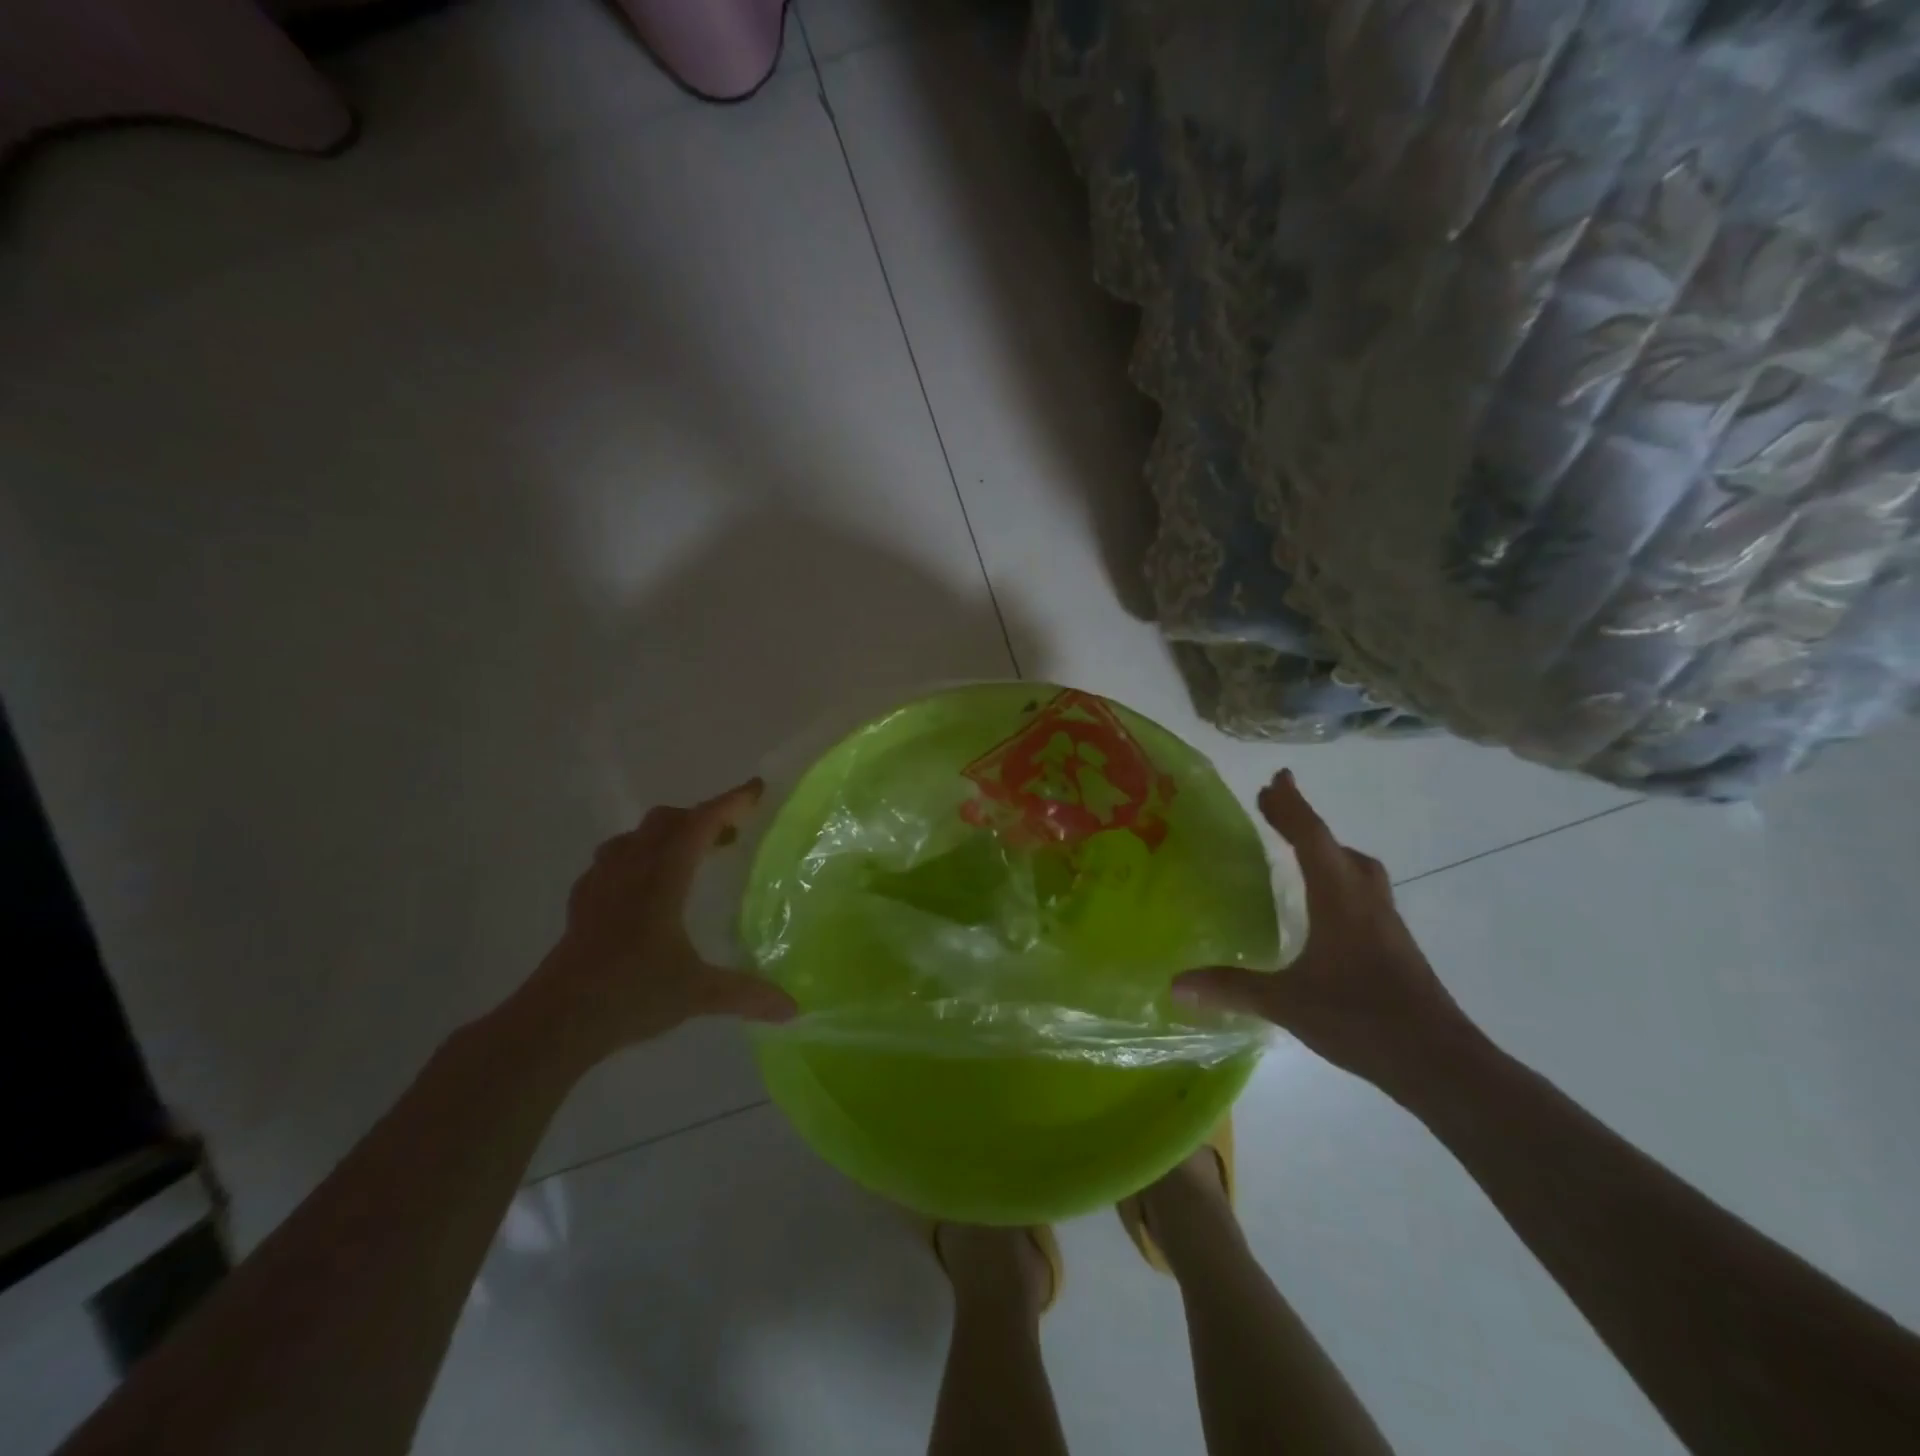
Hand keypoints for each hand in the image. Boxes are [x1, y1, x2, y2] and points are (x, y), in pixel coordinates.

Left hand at [518, 779, 796, 1061]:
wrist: (555, 1022)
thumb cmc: (630, 994)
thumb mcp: (697, 994)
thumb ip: (747, 994)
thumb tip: (793, 1008)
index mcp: (662, 878)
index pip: (700, 824)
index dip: (730, 802)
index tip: (757, 790)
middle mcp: (631, 870)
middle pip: (666, 820)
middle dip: (701, 817)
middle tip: (730, 835)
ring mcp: (600, 885)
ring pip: (634, 837)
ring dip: (665, 834)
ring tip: (688, 858)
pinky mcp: (581, 904)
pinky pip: (610, 861)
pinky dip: (634, 858)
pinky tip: (642, 888)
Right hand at [1175, 769, 1479, 1092]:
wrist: (1440, 1062)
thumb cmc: (1361, 1019)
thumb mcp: (1287, 1003)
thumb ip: (1232, 988)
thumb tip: (1175, 983)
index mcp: (1339, 899)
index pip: (1312, 839)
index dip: (1291, 806)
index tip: (1276, 778)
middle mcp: (1366, 901)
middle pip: (1337, 847)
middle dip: (1305, 822)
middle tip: (1275, 806)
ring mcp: (1387, 924)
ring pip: (1358, 870)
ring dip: (1329, 849)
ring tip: (1301, 850)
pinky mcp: (1396, 946)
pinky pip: (1364, 894)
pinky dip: (1341, 880)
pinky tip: (1326, 908)